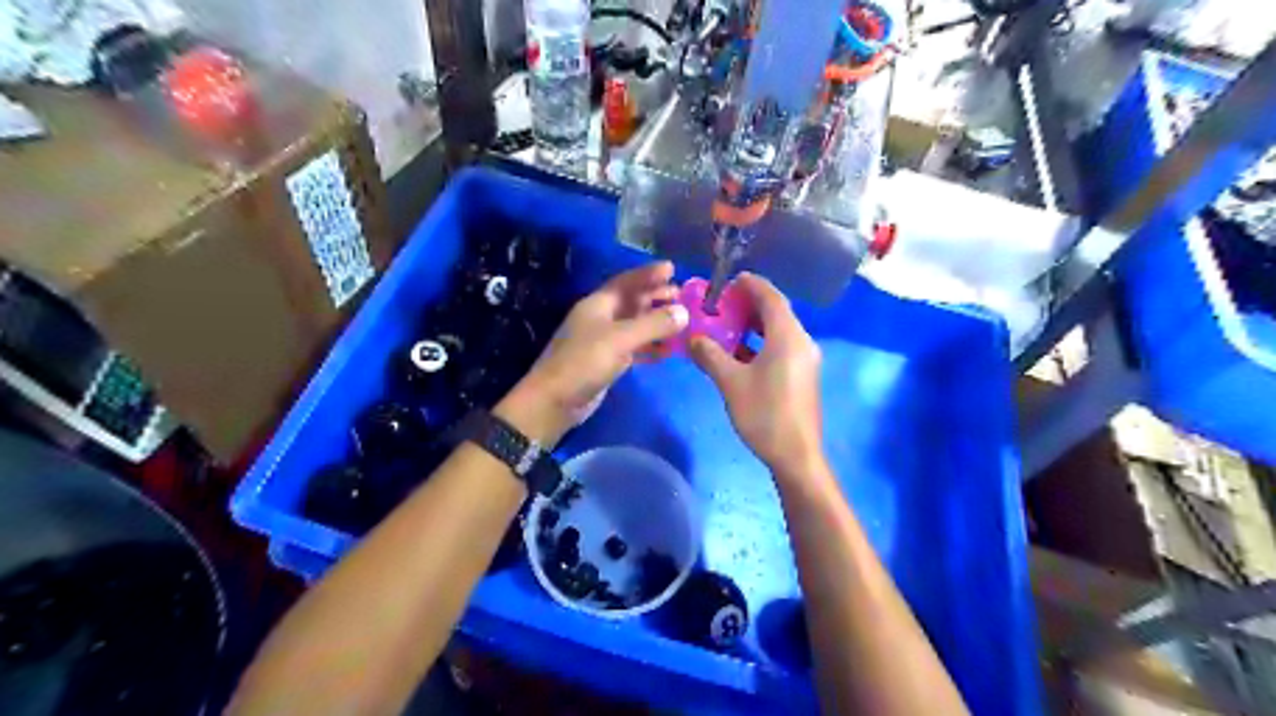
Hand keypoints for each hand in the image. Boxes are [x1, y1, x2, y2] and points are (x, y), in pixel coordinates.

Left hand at [498, 261, 688, 445]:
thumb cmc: (584, 362)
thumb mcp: (620, 339)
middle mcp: (601, 318)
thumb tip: (684, 312)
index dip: (648, 274)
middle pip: (633, 302)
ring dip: (657, 323)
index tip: (672, 268)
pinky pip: (635, 347)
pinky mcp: (608, 362)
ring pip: (636, 325)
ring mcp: (604, 341)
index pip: (626, 281)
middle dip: (656, 298)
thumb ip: (653, 325)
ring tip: (683, 322)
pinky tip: (668, 350)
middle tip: (684, 296)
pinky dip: (651, 346)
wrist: (555, 402)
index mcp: (598, 304)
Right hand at [695, 271, 821, 475]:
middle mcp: (801, 342)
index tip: (730, 280)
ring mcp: (804, 360)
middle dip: (750, 304)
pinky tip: (738, 353)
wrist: (796, 455)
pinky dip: (760, 343)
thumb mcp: (730, 382)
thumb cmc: (764, 414)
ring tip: (726, 324)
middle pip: (777, 312)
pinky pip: (780, 348)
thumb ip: (710, 355)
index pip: (771, 298)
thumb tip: (692, 338)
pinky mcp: (801, 376)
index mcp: (788, 337)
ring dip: (754, 325)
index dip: (752, 285)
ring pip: (778, 332)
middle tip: (722, 303)